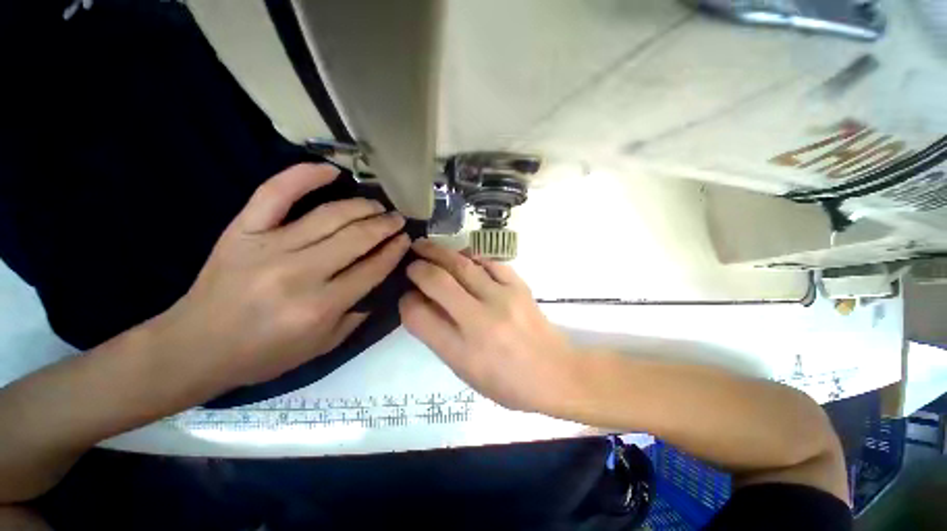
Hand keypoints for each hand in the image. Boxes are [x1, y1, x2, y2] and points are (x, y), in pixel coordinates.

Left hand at [158, 163, 410, 392]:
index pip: (372, 268)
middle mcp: (299, 273)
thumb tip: (379, 280)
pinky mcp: (243, 230)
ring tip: (377, 205)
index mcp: (321, 307)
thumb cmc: (265, 353)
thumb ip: (357, 315)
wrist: (196, 347)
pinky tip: (331, 171)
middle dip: (385, 226)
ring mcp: (269, 246)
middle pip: (356, 238)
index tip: (405, 240)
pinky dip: (303, 176)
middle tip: (397, 220)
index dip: (394, 251)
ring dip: (362, 207)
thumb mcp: (323, 347)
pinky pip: (275, 193)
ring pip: (329, 215)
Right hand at [399, 240, 580, 412]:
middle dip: (418, 267)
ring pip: (462, 264)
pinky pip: (489, 262)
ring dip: (439, 252)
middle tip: (412, 262)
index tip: (407, 295)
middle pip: (437, 282)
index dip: (407, 302)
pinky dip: (471, 256)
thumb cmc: (508, 382)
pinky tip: (462, 256)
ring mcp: (503, 299)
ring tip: (426, 247)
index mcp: (462, 351)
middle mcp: (480, 321)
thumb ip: (440, 336)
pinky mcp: (519, 286)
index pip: (419, 316)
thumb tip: (421, 303)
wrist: (556, 373)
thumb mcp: (466, 371)